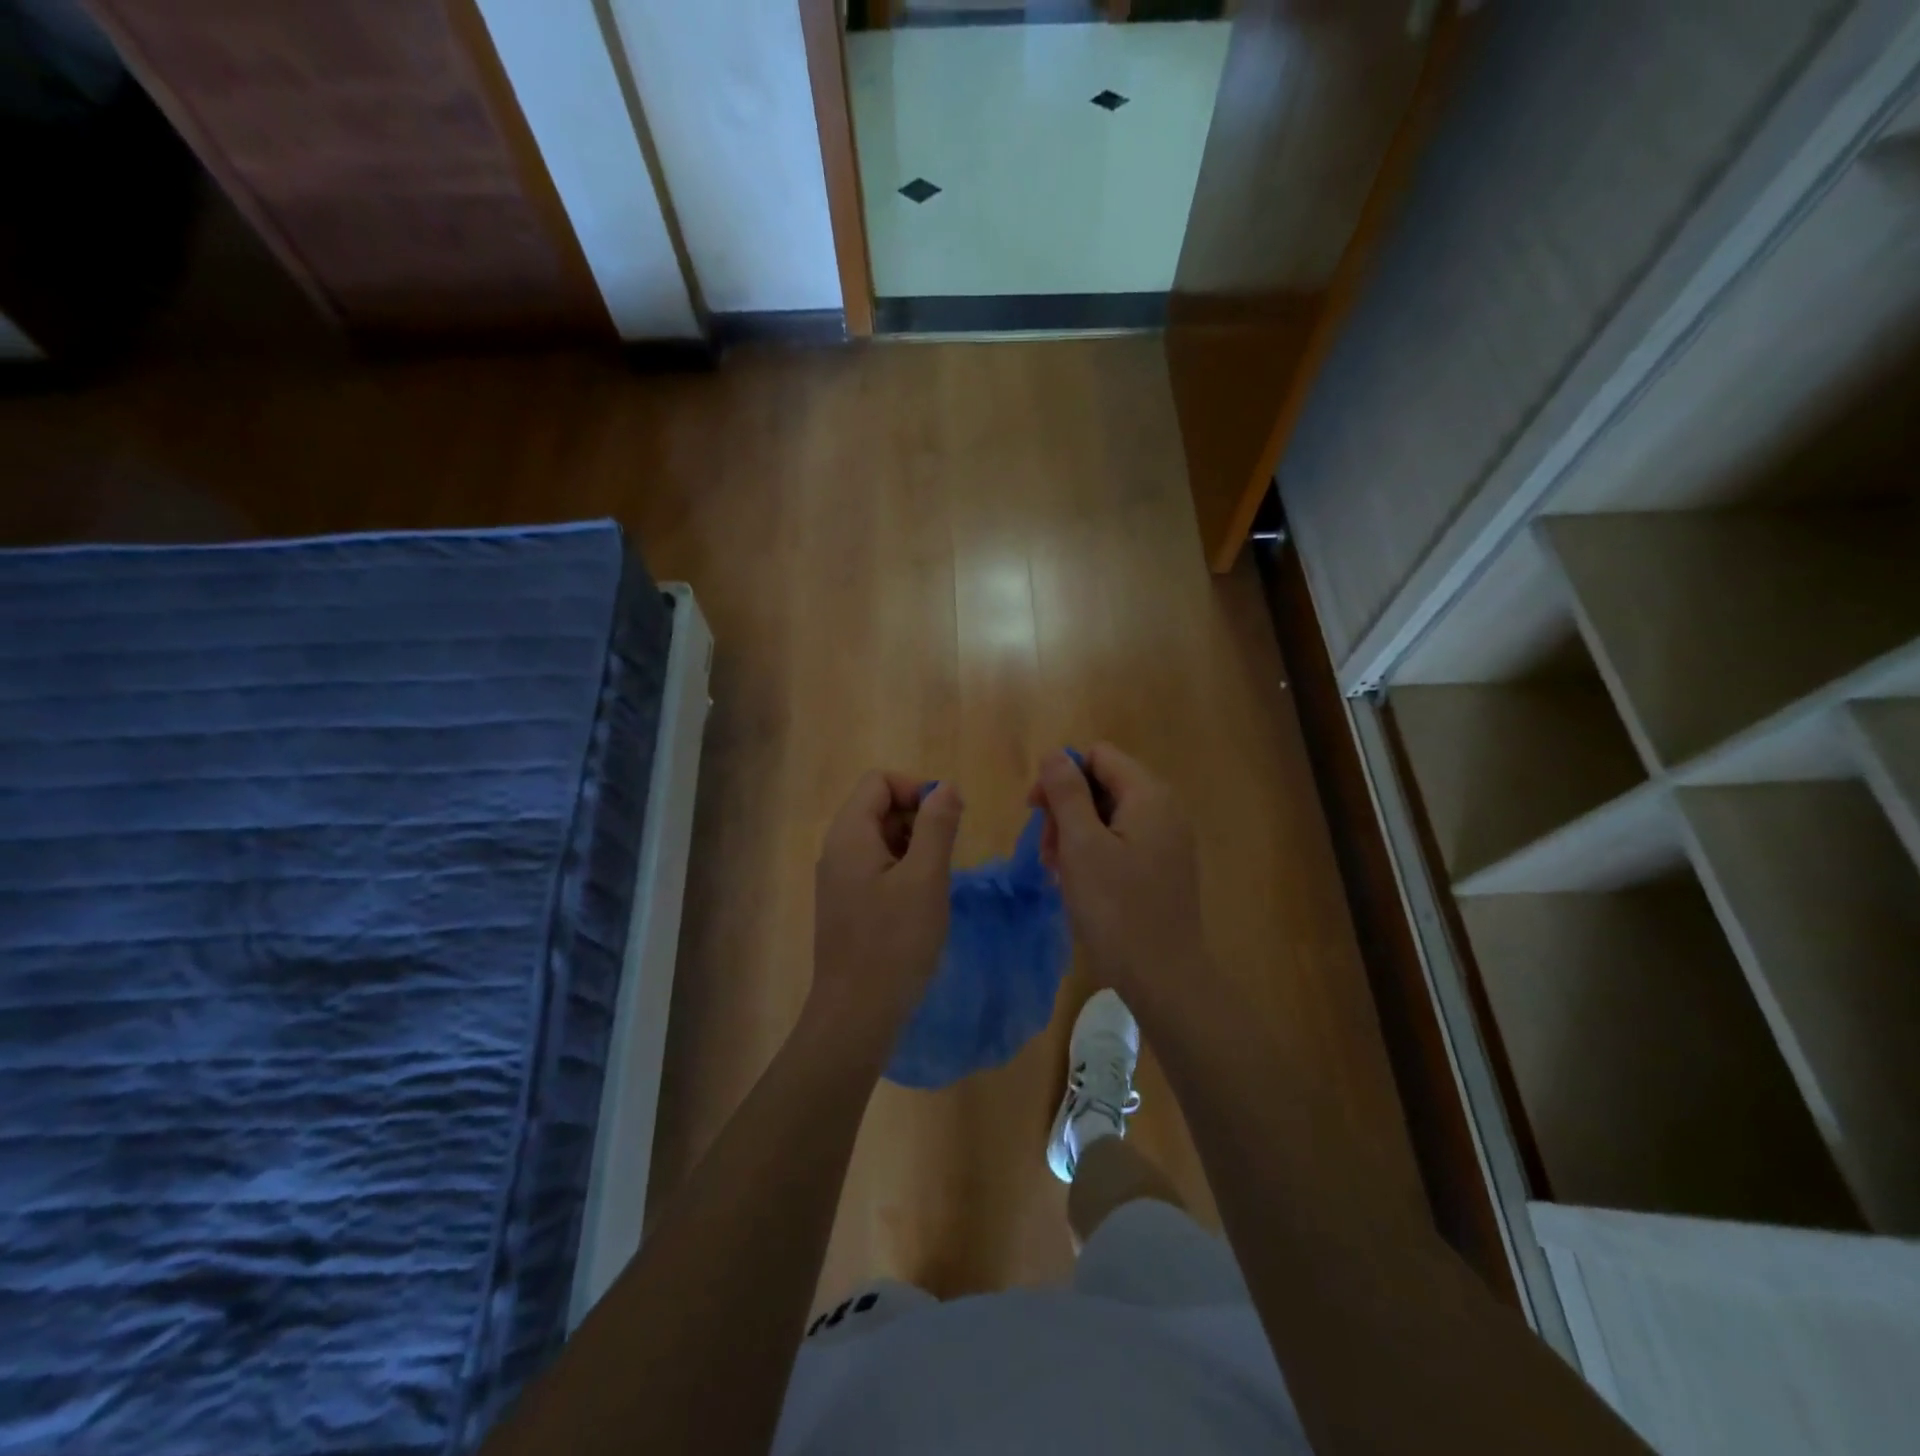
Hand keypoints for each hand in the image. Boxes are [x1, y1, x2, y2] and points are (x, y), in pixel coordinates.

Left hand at [807, 771, 962, 1052]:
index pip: (879, 781)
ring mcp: (839, 878)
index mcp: (850, 834)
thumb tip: (945, 787)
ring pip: (880, 838)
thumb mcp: (926, 878)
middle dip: (917, 818)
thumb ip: (937, 826)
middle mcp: (837, 849)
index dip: (916, 789)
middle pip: (878, 806)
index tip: (948, 819)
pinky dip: (902, 870)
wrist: (856, 1014)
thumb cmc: (894, 942)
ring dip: (913, 846)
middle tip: (946, 854)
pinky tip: (921, 901)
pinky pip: (876, 867)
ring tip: (936, 881)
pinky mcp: (847, 903)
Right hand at [1028, 745, 1209, 1010]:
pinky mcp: (1162, 866)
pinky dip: (1093, 852)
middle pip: (1102, 784)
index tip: (1035, 810)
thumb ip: (1066, 793)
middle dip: (1066, 808)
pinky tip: (1076, 882)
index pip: (1097, 756)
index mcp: (1149, 795)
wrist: (1163, 976)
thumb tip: (1055, 754)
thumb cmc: (1116, 908)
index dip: (1061, 775)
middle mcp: (1164, 809)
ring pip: (1108, 815)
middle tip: (1045, 849)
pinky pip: (1120, 841)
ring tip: (1056, 870)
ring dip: (1074, 834)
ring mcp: (1166, 840)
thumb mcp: (1081, 845)